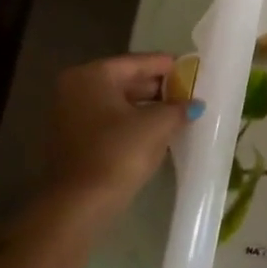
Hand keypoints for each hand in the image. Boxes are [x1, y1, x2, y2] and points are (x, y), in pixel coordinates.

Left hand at [46, 54, 198, 219]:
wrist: (79, 205)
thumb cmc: (118, 153)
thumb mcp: (158, 125)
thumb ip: (179, 107)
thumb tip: (195, 104)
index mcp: (93, 75)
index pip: (141, 62)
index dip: (172, 66)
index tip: (196, 71)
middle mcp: (76, 88)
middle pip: (128, 80)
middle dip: (160, 88)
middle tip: (191, 94)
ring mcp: (71, 115)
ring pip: (120, 103)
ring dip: (149, 107)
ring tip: (180, 113)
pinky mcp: (74, 140)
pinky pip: (111, 121)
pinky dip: (134, 123)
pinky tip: (158, 131)